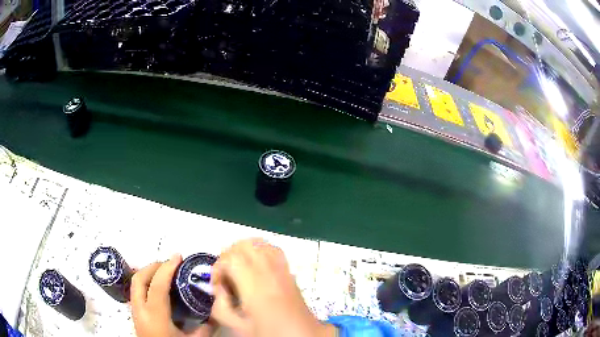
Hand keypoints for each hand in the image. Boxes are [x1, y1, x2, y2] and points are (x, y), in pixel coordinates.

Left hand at [131, 255, 216, 336]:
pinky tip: (156, 289)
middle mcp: (140, 310)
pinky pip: (136, 293)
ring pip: (134, 285)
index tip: (178, 256)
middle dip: (152, 266)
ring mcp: (135, 313)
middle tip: (169, 263)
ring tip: (163, 272)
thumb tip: (218, 315)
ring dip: (147, 274)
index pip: (157, 285)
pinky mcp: (135, 316)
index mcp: (155, 315)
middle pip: (138, 279)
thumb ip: (206, 328)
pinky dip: (144, 284)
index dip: (167, 268)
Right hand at [210, 239, 335, 336]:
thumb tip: (218, 289)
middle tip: (225, 277)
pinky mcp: (289, 271)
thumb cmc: (269, 333)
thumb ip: (220, 307)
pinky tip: (255, 270)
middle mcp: (270, 271)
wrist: (301, 335)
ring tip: (239, 271)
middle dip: (228, 256)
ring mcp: (282, 268)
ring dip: (243, 252)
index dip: (218, 267)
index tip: (218, 286)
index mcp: (256, 285)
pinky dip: (259, 252)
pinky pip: (272, 250)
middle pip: (245, 244)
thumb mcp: (237, 327)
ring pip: (259, 243)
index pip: (232, 257)